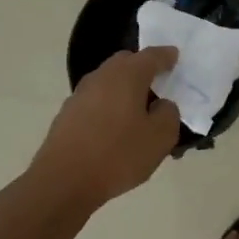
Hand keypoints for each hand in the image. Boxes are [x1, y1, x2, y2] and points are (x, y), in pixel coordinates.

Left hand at [31, 47, 182, 209]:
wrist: (62, 182)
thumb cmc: (118, 155)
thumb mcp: (160, 138)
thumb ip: (169, 114)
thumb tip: (161, 105)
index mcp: (127, 75)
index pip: (152, 56)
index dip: (166, 56)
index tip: (175, 58)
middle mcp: (101, 77)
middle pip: (126, 63)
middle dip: (143, 69)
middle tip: (158, 86)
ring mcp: (80, 95)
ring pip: (108, 82)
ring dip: (124, 90)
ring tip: (137, 113)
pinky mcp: (66, 115)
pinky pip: (96, 101)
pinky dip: (109, 106)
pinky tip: (115, 129)